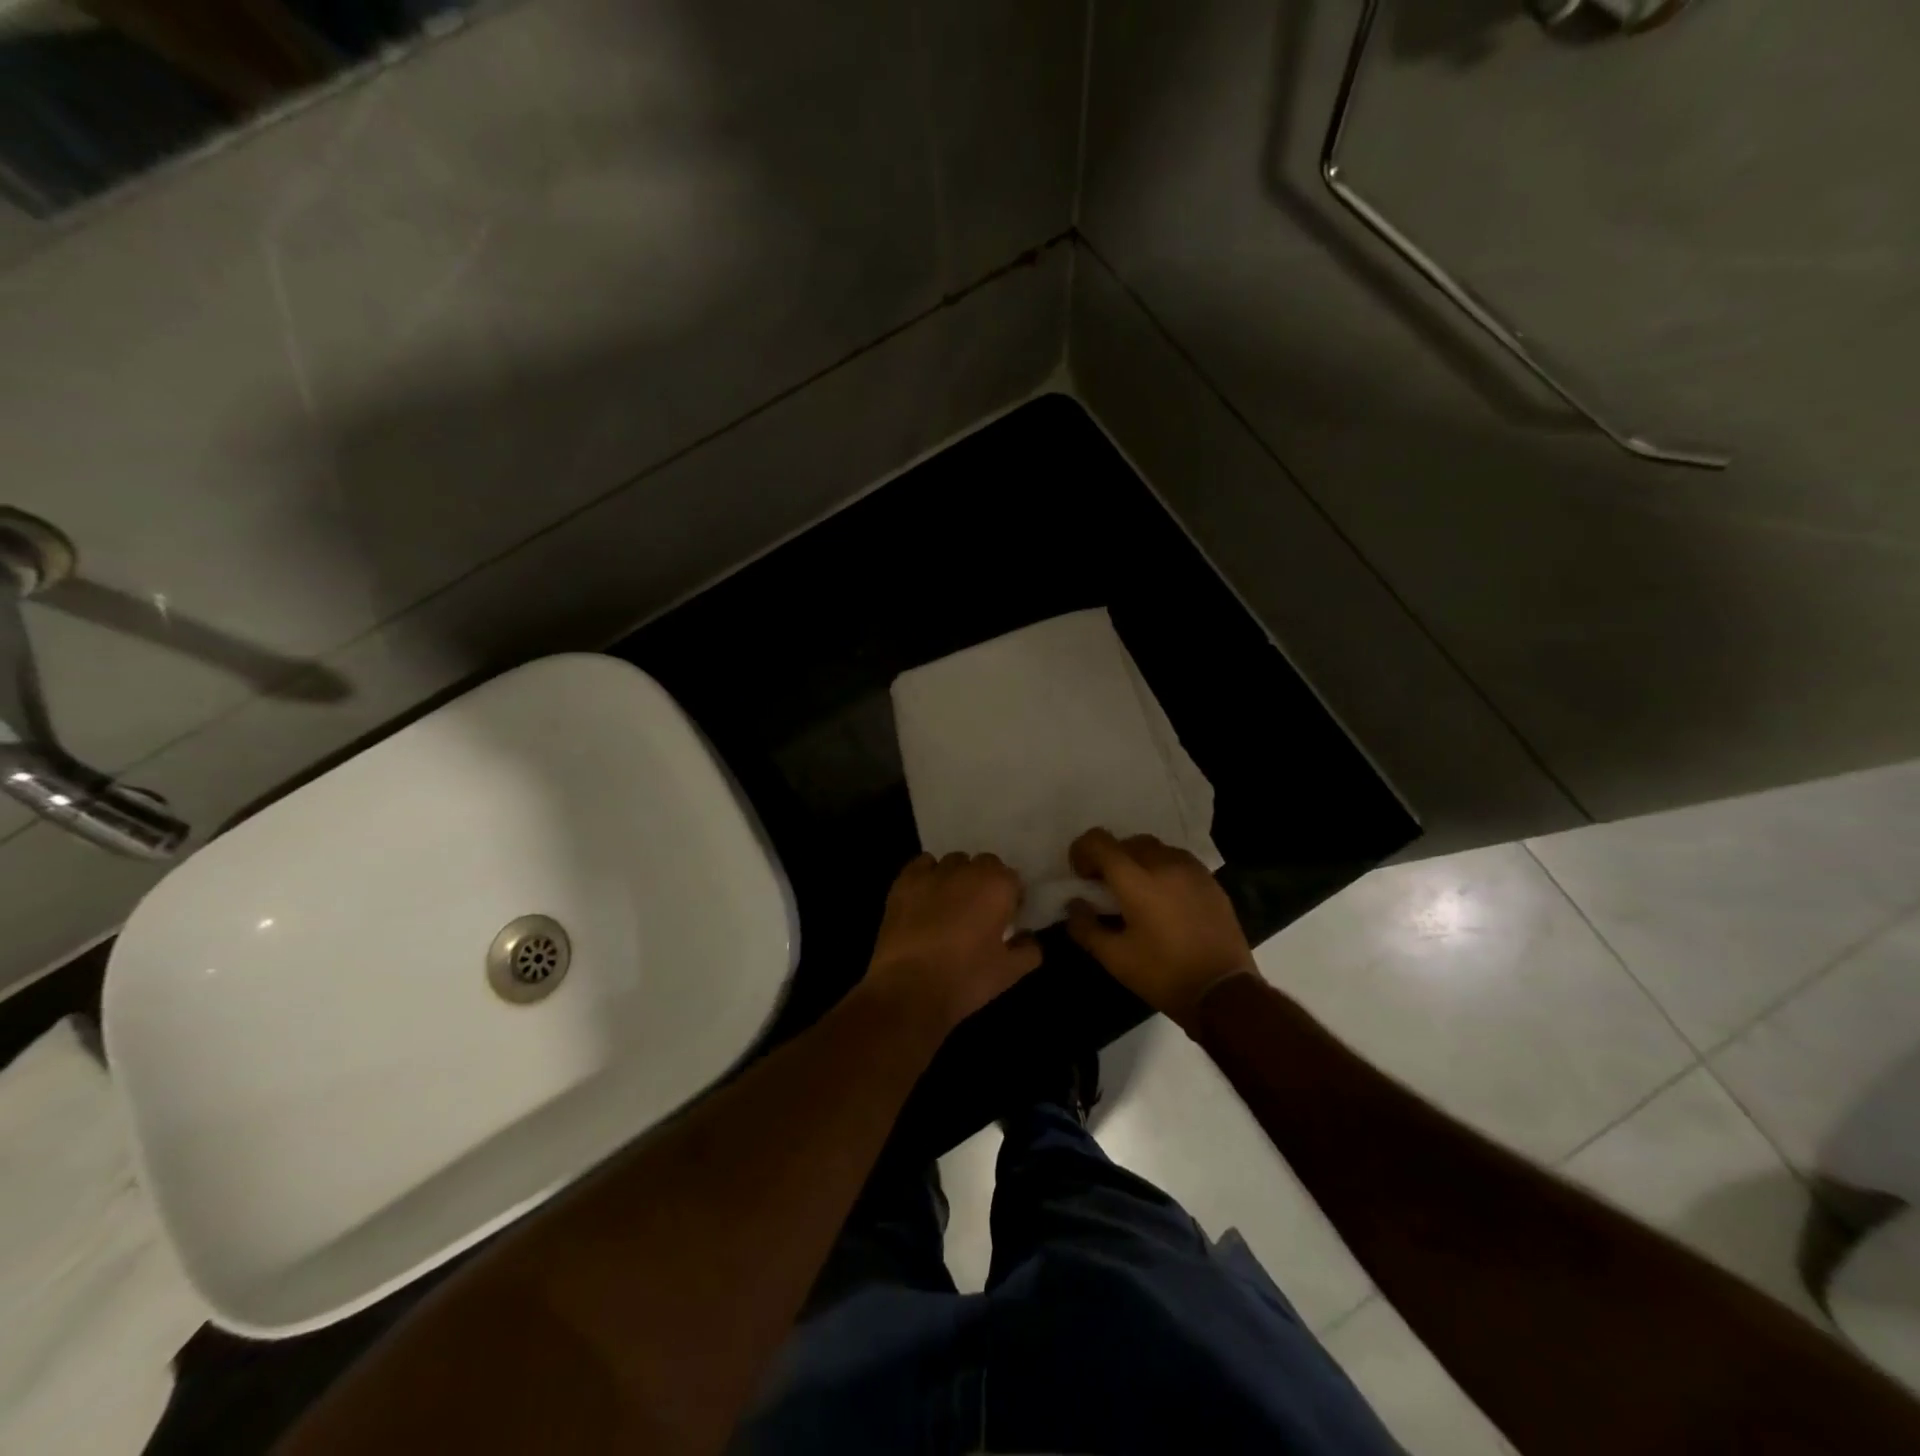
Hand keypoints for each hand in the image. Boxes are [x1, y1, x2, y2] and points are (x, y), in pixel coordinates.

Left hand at [863, 851, 1042, 1034]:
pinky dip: (928, 875)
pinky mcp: (904, 881)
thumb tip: (1028, 938)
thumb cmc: (966, 978)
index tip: (1006, 917)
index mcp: (997, 885)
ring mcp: (933, 872)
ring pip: (953, 862)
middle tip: (980, 912)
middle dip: (985, 882)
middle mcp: (967, 869)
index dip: (1011, 897)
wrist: (909, 988)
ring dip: (957, 877)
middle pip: (983, 864)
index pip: (1012, 878)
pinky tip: (925, 898)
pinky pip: (922, 865)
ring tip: (951, 905)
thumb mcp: (1009, 972)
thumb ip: (1029, 950)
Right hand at [1066, 828, 1253, 1025]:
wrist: (1224, 992)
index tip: (1082, 876)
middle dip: (1110, 858)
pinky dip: (1162, 869)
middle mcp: (1164, 864)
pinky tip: (1165, 899)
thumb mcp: (1114, 959)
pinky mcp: (1211, 881)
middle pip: (1127, 842)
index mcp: (1136, 880)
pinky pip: (1178, 861)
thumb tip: (1075, 904)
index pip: (1099, 841)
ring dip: (1137, 861)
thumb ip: (1085, 927)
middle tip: (1107, 888)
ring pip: (1155, 848)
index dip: (1082, 851)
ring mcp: (1192, 870)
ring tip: (1138, 892)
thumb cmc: (1163, 975)